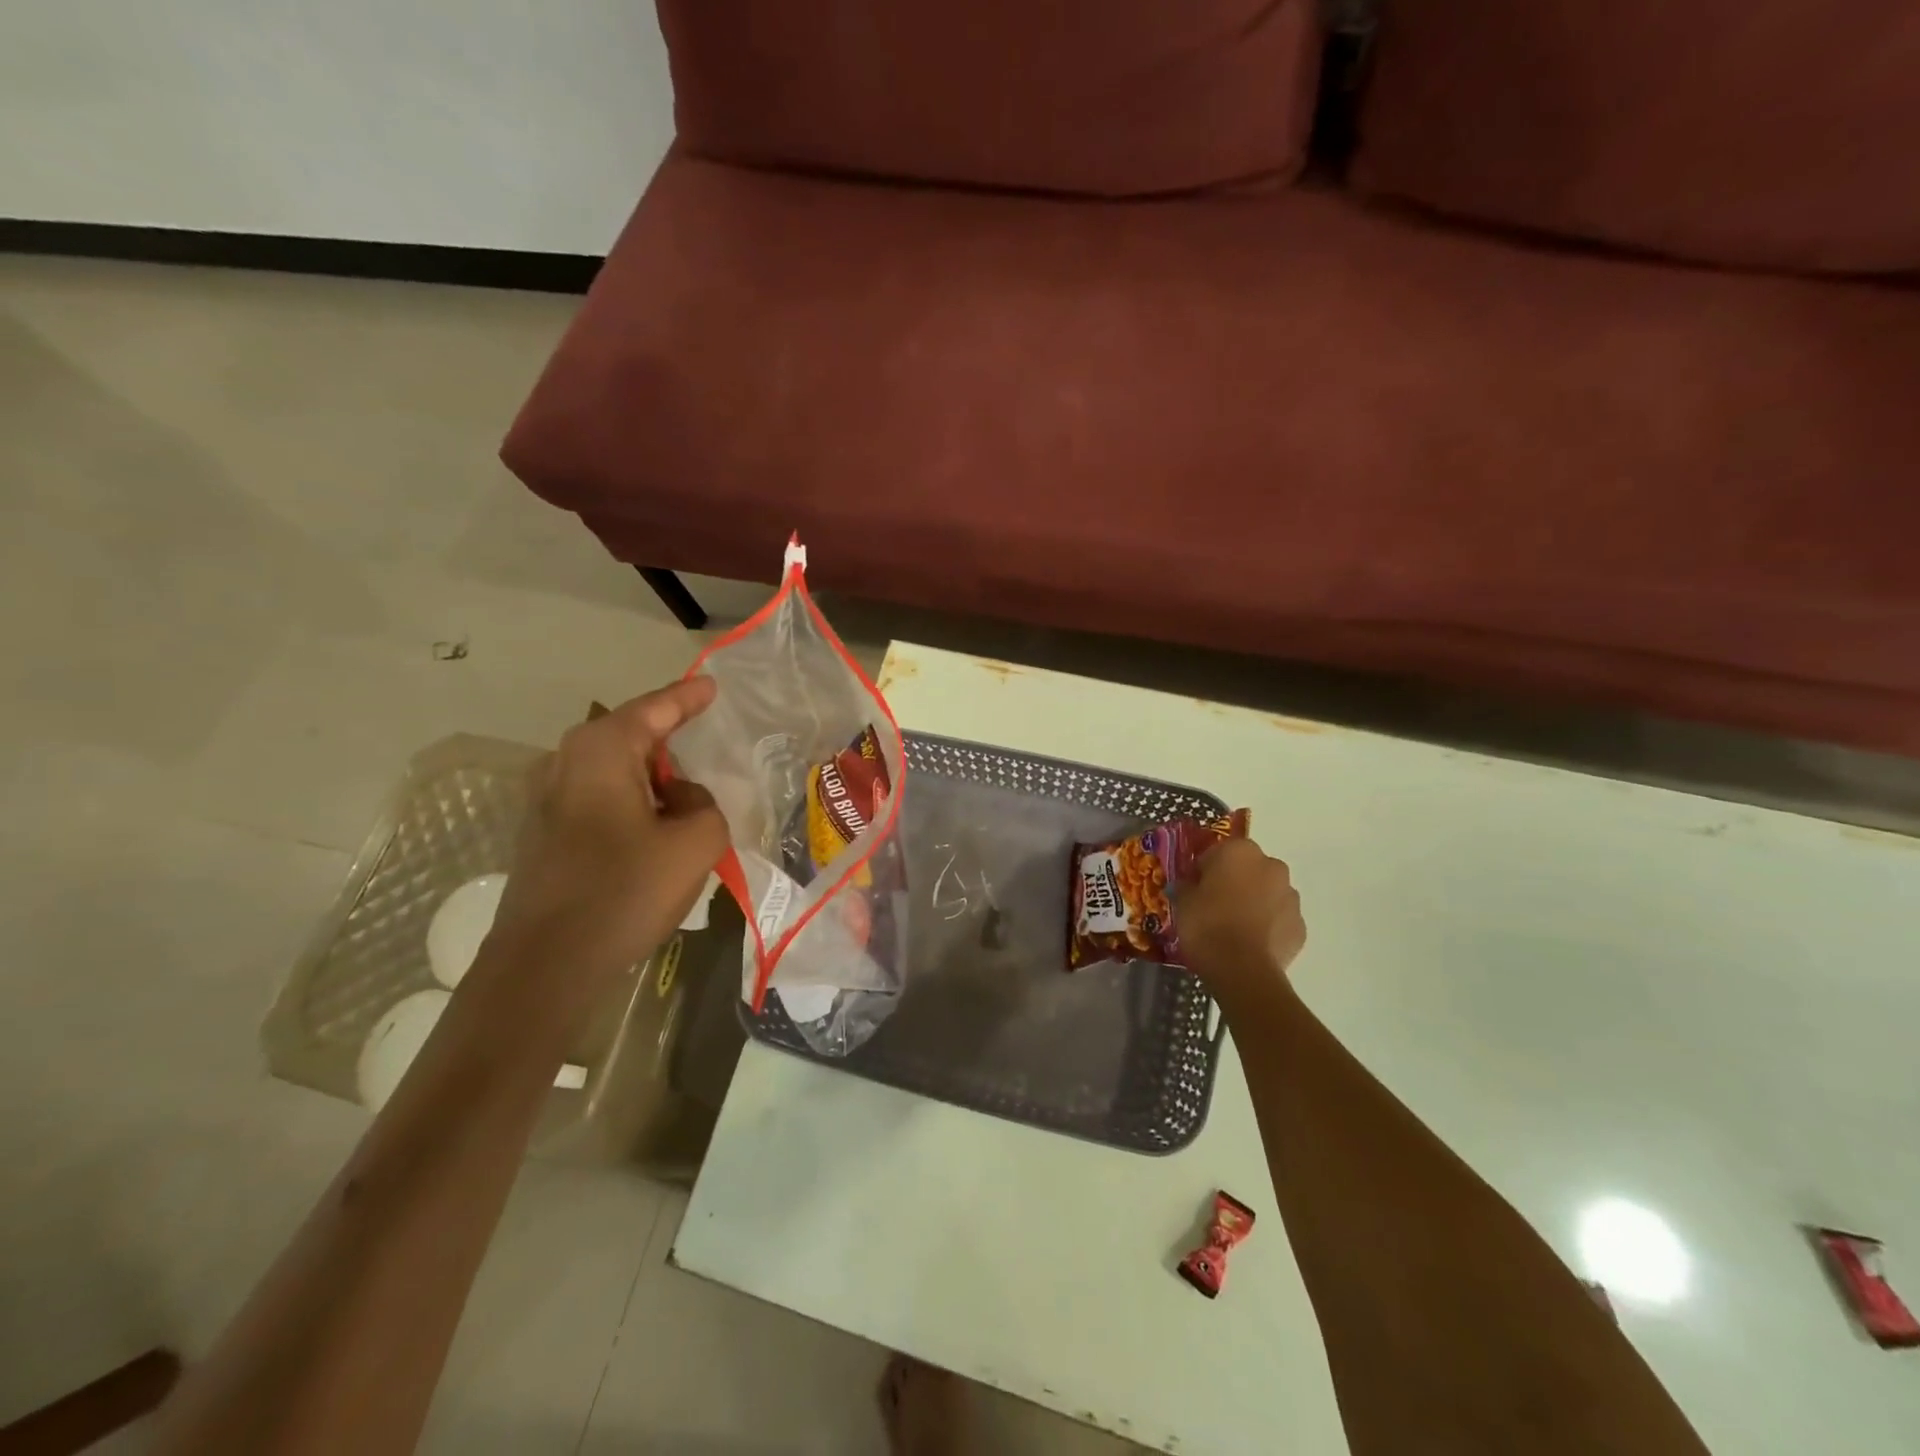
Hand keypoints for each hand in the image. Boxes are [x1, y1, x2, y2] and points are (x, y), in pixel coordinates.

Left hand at [481, 678, 728, 999]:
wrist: (544, 966)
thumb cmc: (624, 891)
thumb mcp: (696, 842)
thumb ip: (706, 805)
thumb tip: (682, 800)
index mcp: (601, 750)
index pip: (655, 708)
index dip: (688, 697)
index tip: (713, 686)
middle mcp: (566, 762)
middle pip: (631, 736)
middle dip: (670, 740)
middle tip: (708, 744)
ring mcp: (547, 799)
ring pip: (615, 771)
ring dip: (653, 780)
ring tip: (688, 798)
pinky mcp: (544, 834)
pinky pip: (601, 799)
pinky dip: (633, 804)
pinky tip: (655, 833)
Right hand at [1178, 837, 1306, 993]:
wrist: (1242, 970)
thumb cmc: (1207, 925)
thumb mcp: (1182, 902)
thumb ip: (1186, 886)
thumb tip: (1186, 885)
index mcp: (1240, 851)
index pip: (1217, 852)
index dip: (1204, 869)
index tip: (1194, 887)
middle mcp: (1271, 866)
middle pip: (1248, 869)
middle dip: (1234, 882)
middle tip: (1214, 905)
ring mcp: (1291, 897)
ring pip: (1267, 893)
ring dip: (1254, 902)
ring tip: (1234, 927)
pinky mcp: (1301, 926)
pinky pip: (1279, 919)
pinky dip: (1267, 926)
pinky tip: (1250, 943)